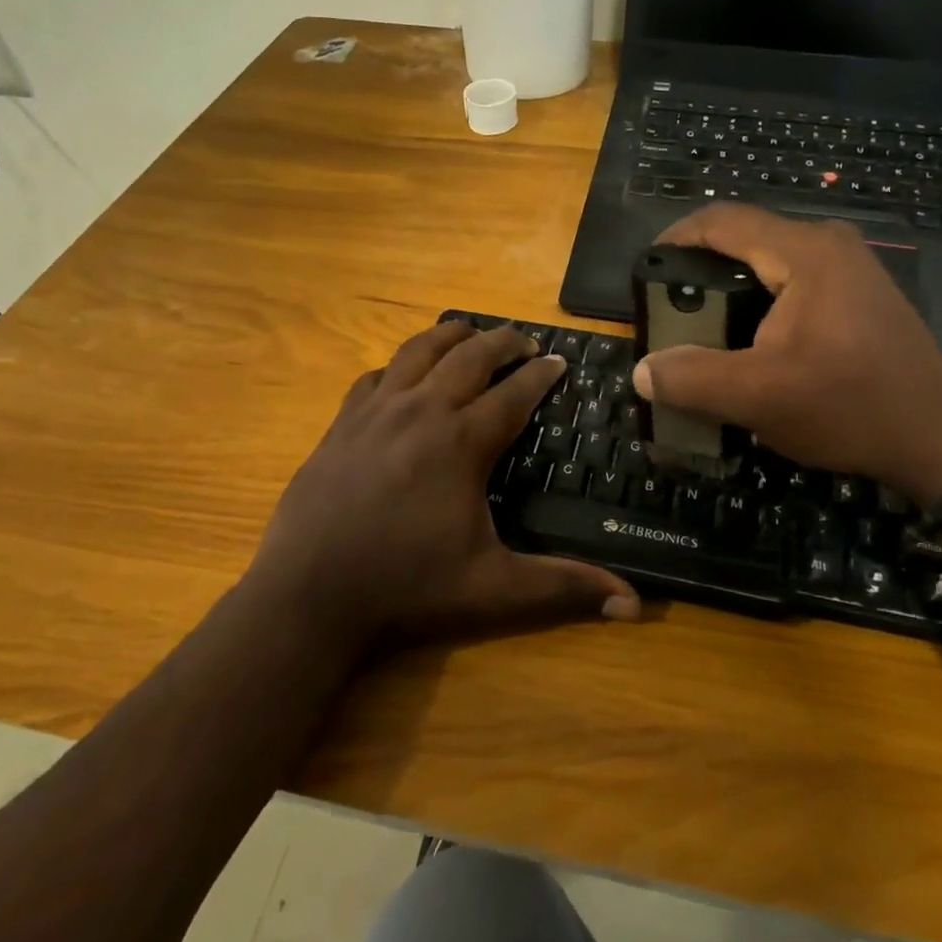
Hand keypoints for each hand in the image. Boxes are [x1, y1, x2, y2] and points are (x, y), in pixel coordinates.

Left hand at [249, 320, 640, 648]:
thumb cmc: (407, 589)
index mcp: (461, 441)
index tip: (561, 361)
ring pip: (419, 349)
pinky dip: (399, 367)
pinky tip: (404, 378)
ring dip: (452, 335)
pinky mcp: (341, 423)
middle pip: (470, 354)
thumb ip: (564, 588)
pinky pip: (375, 376)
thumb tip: (634, 606)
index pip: (514, 392)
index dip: (542, 374)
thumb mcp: (494, 590)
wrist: (307, 596)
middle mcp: (421, 411)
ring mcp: (375, 412)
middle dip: (504, 341)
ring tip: (472, 334)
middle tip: (526, 343)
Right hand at [631, 205, 941, 504]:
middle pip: (744, 239)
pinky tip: (749, 342)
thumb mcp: (759, 397)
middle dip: (700, 270)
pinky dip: (759, 302)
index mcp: (804, 252)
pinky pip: (792, 282)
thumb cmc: (850, 407)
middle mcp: (828, 245)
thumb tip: (643, 371)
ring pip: (768, 262)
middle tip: (670, 310)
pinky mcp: (858, 294)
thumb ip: (692, 379)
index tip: (645, 272)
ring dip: (730, 290)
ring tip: (701, 330)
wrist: (941, 439)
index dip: (675, 238)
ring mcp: (849, 268)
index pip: (722, 221)